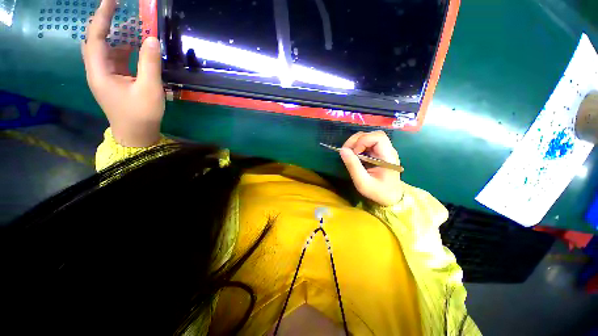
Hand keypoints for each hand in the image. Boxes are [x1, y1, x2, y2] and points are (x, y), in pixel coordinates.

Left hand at [82, 0, 164, 146]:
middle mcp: (97, 70)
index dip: (103, 16)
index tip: (112, 0)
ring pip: (105, 48)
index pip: (96, 36)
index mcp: (99, 71)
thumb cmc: (141, 114)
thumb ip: (150, 63)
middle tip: (120, 9)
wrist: (136, 134)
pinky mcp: (113, 80)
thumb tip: (152, 39)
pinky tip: (136, 46)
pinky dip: (123, 48)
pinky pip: (114, 58)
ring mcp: (104, 75)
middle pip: (95, 40)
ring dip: (117, 35)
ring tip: (133, 25)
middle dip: (106, 22)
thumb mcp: (149, 89)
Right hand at [340, 131, 403, 205]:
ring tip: (349, 153)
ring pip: (369, 137)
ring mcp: (383, 151)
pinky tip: (354, 155)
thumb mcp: (362, 182)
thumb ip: (353, 166)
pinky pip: (367, 143)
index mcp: (388, 157)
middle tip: (347, 151)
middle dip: (357, 140)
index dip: (363, 141)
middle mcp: (388, 150)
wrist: (390, 198)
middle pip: (373, 134)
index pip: (378, 137)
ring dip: (356, 142)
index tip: (355, 153)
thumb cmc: (378, 192)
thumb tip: (342, 150)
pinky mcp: (379, 153)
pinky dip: (358, 146)